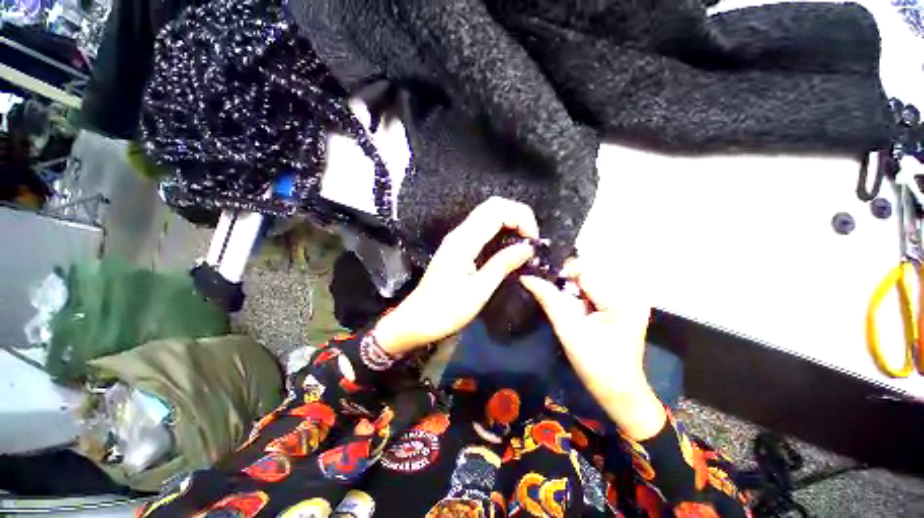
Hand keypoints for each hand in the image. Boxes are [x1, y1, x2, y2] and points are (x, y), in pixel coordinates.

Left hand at [373, 197, 537, 354]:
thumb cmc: (447, 309)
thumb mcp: (479, 291)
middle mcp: (459, 233)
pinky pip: (482, 228)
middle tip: (531, 239)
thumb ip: (502, 264)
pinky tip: (508, 247)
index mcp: (464, 241)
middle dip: (517, 215)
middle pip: (492, 206)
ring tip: (524, 243)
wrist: (417, 319)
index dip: (521, 217)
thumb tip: (527, 248)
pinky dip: (500, 230)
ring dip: (510, 222)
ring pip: (487, 215)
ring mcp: (457, 238)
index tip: (533, 240)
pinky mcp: (457, 246)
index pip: (496, 210)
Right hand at [520, 259, 666, 439]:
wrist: (619, 391)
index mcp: (621, 298)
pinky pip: (596, 289)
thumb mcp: (567, 328)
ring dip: (573, 287)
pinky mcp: (623, 305)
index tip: (548, 286)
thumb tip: (526, 277)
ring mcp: (629, 299)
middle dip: (569, 280)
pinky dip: (580, 293)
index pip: (586, 270)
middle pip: (590, 271)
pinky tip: (575, 305)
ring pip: (591, 278)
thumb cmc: (595, 363)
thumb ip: (548, 298)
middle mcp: (630, 293)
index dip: (564, 274)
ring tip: (565, 303)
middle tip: (555, 295)